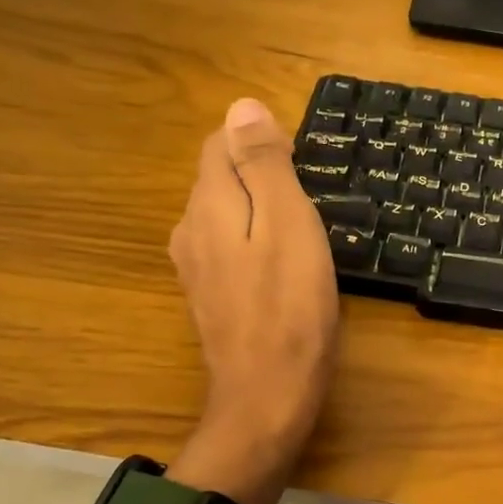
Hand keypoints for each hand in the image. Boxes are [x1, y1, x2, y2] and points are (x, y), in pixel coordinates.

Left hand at [168, 98, 338, 503]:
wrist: (266, 396)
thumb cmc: (290, 308)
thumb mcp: (288, 224)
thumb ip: (264, 165)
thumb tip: (242, 106)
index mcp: (208, 205)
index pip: (221, 142)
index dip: (263, 143)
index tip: (305, 169)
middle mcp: (189, 229)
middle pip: (221, 177)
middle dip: (262, 176)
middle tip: (313, 205)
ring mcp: (195, 267)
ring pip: (226, 214)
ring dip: (260, 211)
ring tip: (304, 235)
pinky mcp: (208, 296)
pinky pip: (229, 248)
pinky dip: (255, 242)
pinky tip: (283, 267)